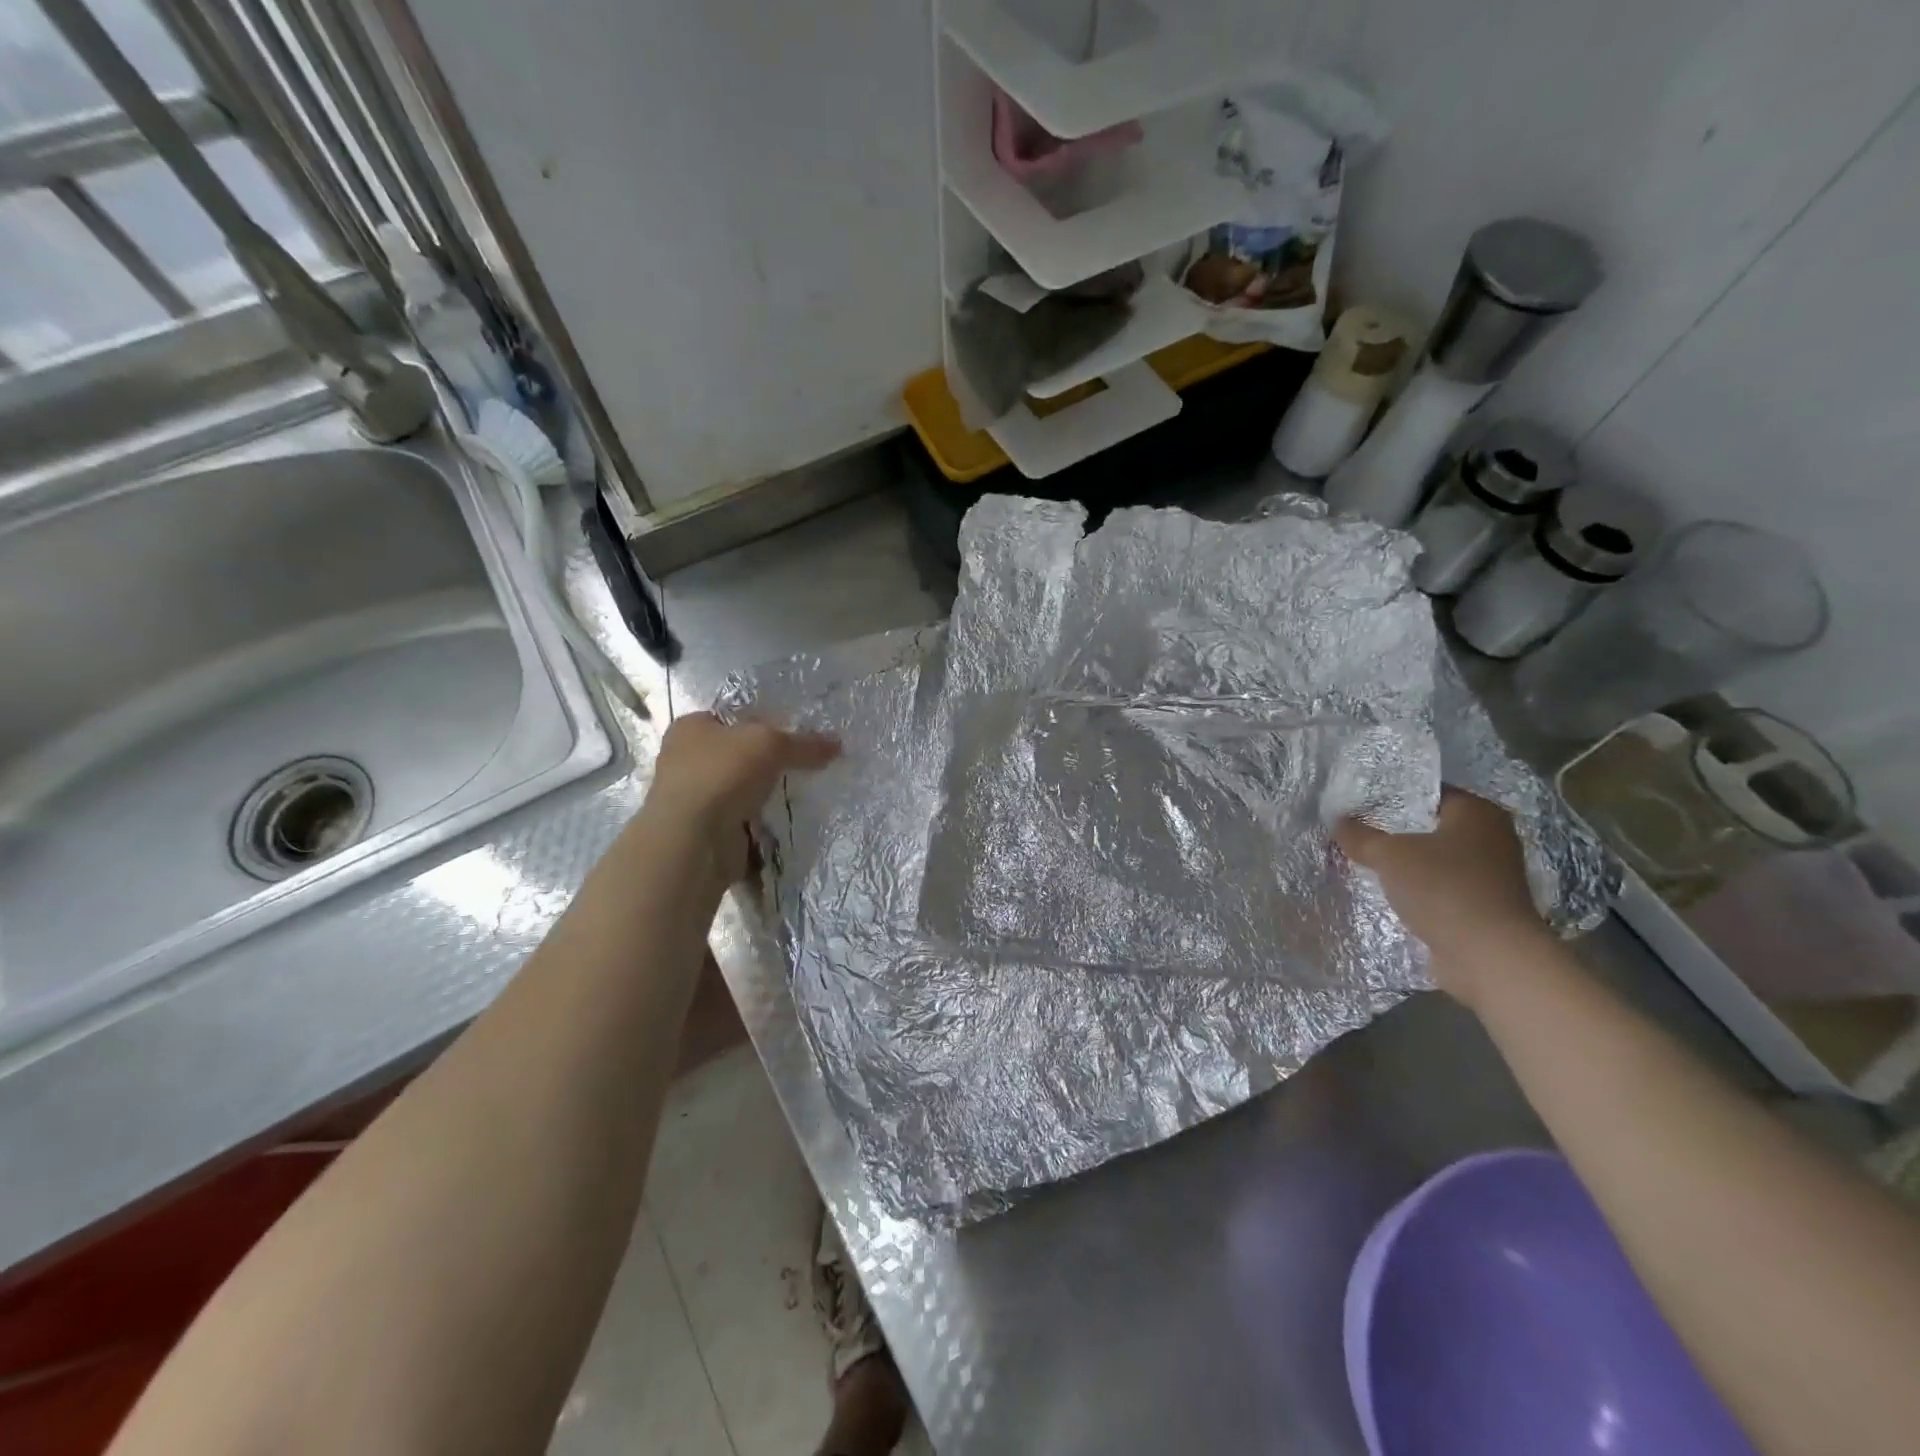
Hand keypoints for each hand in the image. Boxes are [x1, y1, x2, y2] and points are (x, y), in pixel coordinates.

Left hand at [638, 712, 839, 882]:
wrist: (693, 839)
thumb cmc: (723, 774)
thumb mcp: (772, 744)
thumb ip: (805, 744)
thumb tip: (838, 744)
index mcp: (691, 727)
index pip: (734, 717)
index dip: (765, 721)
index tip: (796, 733)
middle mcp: (686, 759)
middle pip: (739, 754)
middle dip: (769, 762)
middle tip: (805, 764)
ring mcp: (694, 797)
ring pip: (742, 788)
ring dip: (765, 794)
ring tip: (802, 792)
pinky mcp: (705, 829)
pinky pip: (743, 819)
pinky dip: (761, 821)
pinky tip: (785, 820)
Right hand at [1335, 789, 1547, 1000]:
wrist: (1489, 957)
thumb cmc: (1444, 889)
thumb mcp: (1389, 855)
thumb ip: (1360, 836)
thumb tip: (1337, 821)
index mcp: (1477, 813)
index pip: (1428, 792)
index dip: (1392, 795)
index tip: (1358, 803)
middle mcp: (1491, 838)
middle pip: (1431, 826)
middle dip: (1395, 831)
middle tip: (1354, 830)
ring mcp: (1491, 876)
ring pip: (1435, 860)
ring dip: (1406, 864)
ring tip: (1364, 861)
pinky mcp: (1483, 907)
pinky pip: (1440, 888)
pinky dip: (1418, 890)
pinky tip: (1387, 892)